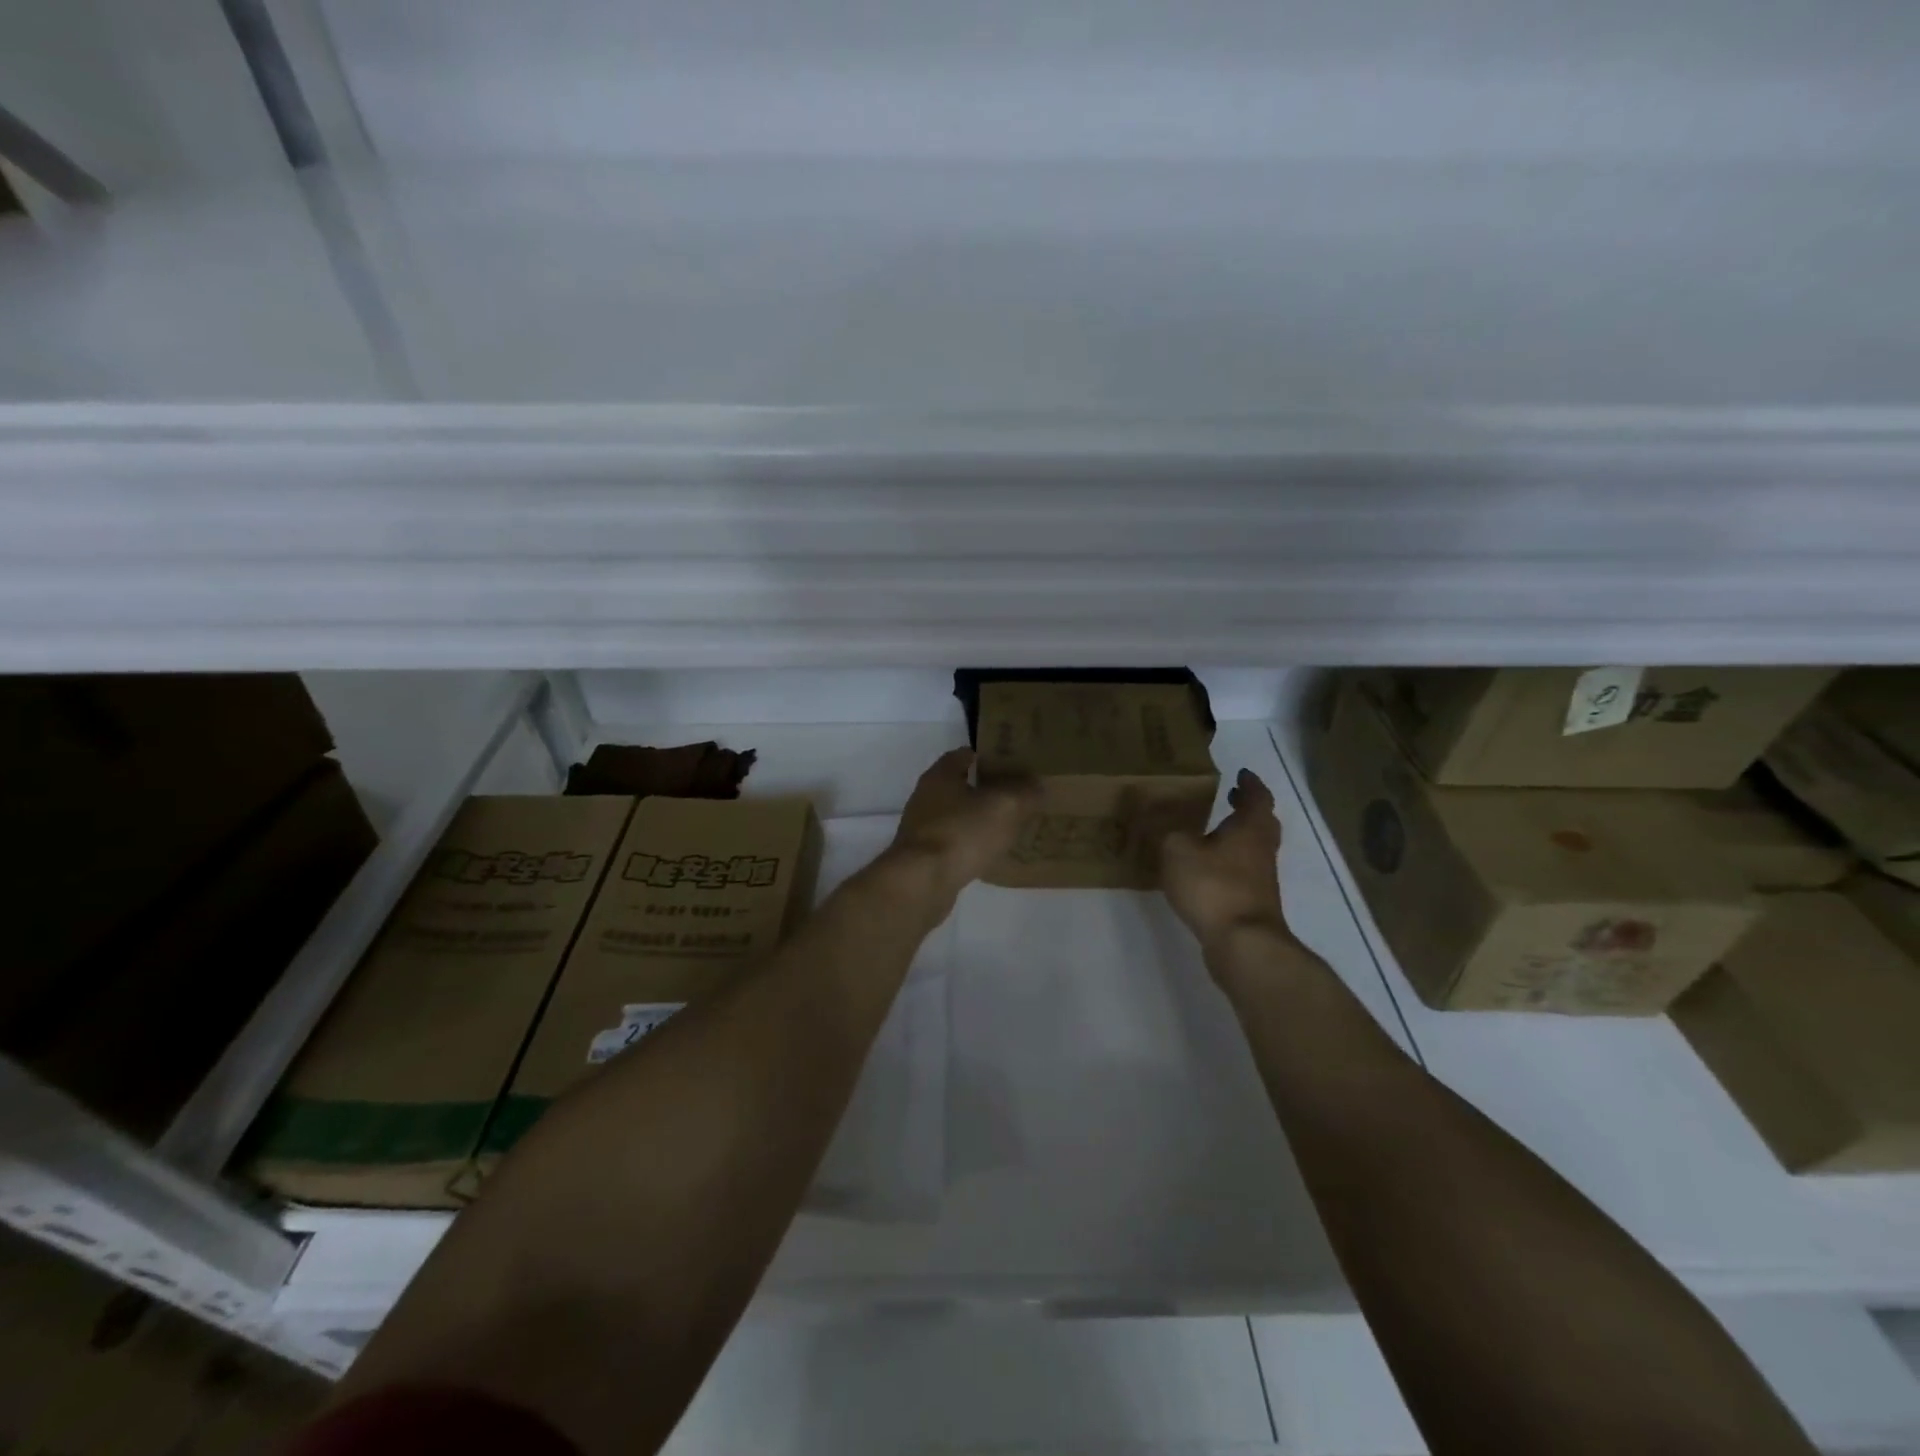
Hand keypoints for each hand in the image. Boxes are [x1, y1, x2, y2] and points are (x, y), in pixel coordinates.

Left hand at [886, 748, 1038, 902]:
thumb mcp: (1005, 806)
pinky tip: (990, 855)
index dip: (990, 757)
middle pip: (960, 785)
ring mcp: (921, 828)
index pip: (965, 754)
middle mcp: (926, 797)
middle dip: (987, 789)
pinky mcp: (923, 857)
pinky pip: (953, 843)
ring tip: (1009, 826)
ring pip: (957, 816)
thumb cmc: (962, 833)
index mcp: (940, 775)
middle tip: (1017, 796)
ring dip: (979, 819)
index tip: (1014, 764)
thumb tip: (1037, 784)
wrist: (922, 882)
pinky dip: (970, 845)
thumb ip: (1024, 792)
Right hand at [1158, 768, 1294, 955]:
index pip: (1257, 797)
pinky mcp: (1253, 903)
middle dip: (1247, 809)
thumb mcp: (1177, 849)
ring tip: (1212, 832)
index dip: (1250, 783)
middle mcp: (1261, 849)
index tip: (1241, 773)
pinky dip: (1229, 863)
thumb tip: (1164, 820)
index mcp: (1250, 828)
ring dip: (1238, 837)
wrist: (1243, 943)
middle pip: (1262, 823)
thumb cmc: (1213, 886)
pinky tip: (1206, 868)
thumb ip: (1169, 831)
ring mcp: (1261, 879)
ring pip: (1253, 849)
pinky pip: (1244, 872)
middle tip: (1230, 798)